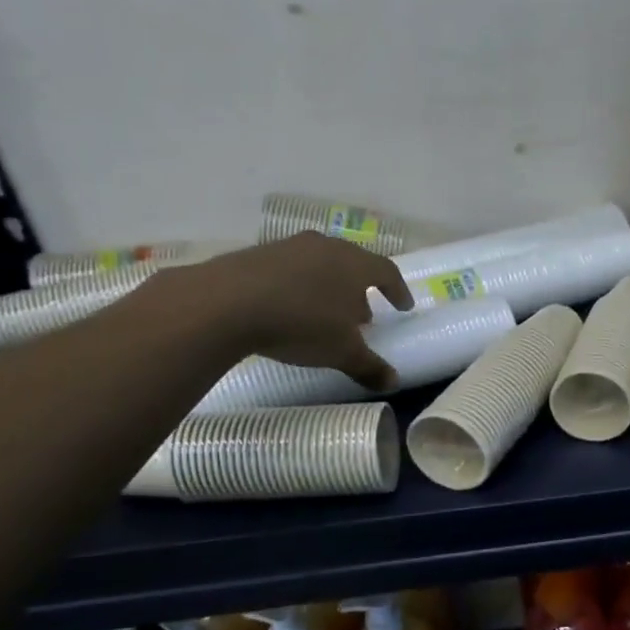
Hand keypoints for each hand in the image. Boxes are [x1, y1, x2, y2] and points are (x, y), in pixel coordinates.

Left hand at [168, 233, 415, 389]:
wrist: (225, 303)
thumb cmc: (301, 323)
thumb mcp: (342, 353)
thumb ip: (370, 366)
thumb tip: (393, 382)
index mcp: (355, 265)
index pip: (387, 272)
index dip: (398, 291)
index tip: (403, 307)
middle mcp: (326, 247)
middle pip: (353, 265)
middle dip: (361, 290)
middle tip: (363, 315)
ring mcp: (289, 247)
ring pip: (321, 264)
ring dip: (329, 287)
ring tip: (326, 313)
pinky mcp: (257, 254)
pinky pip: (290, 269)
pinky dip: (299, 286)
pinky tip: (290, 308)